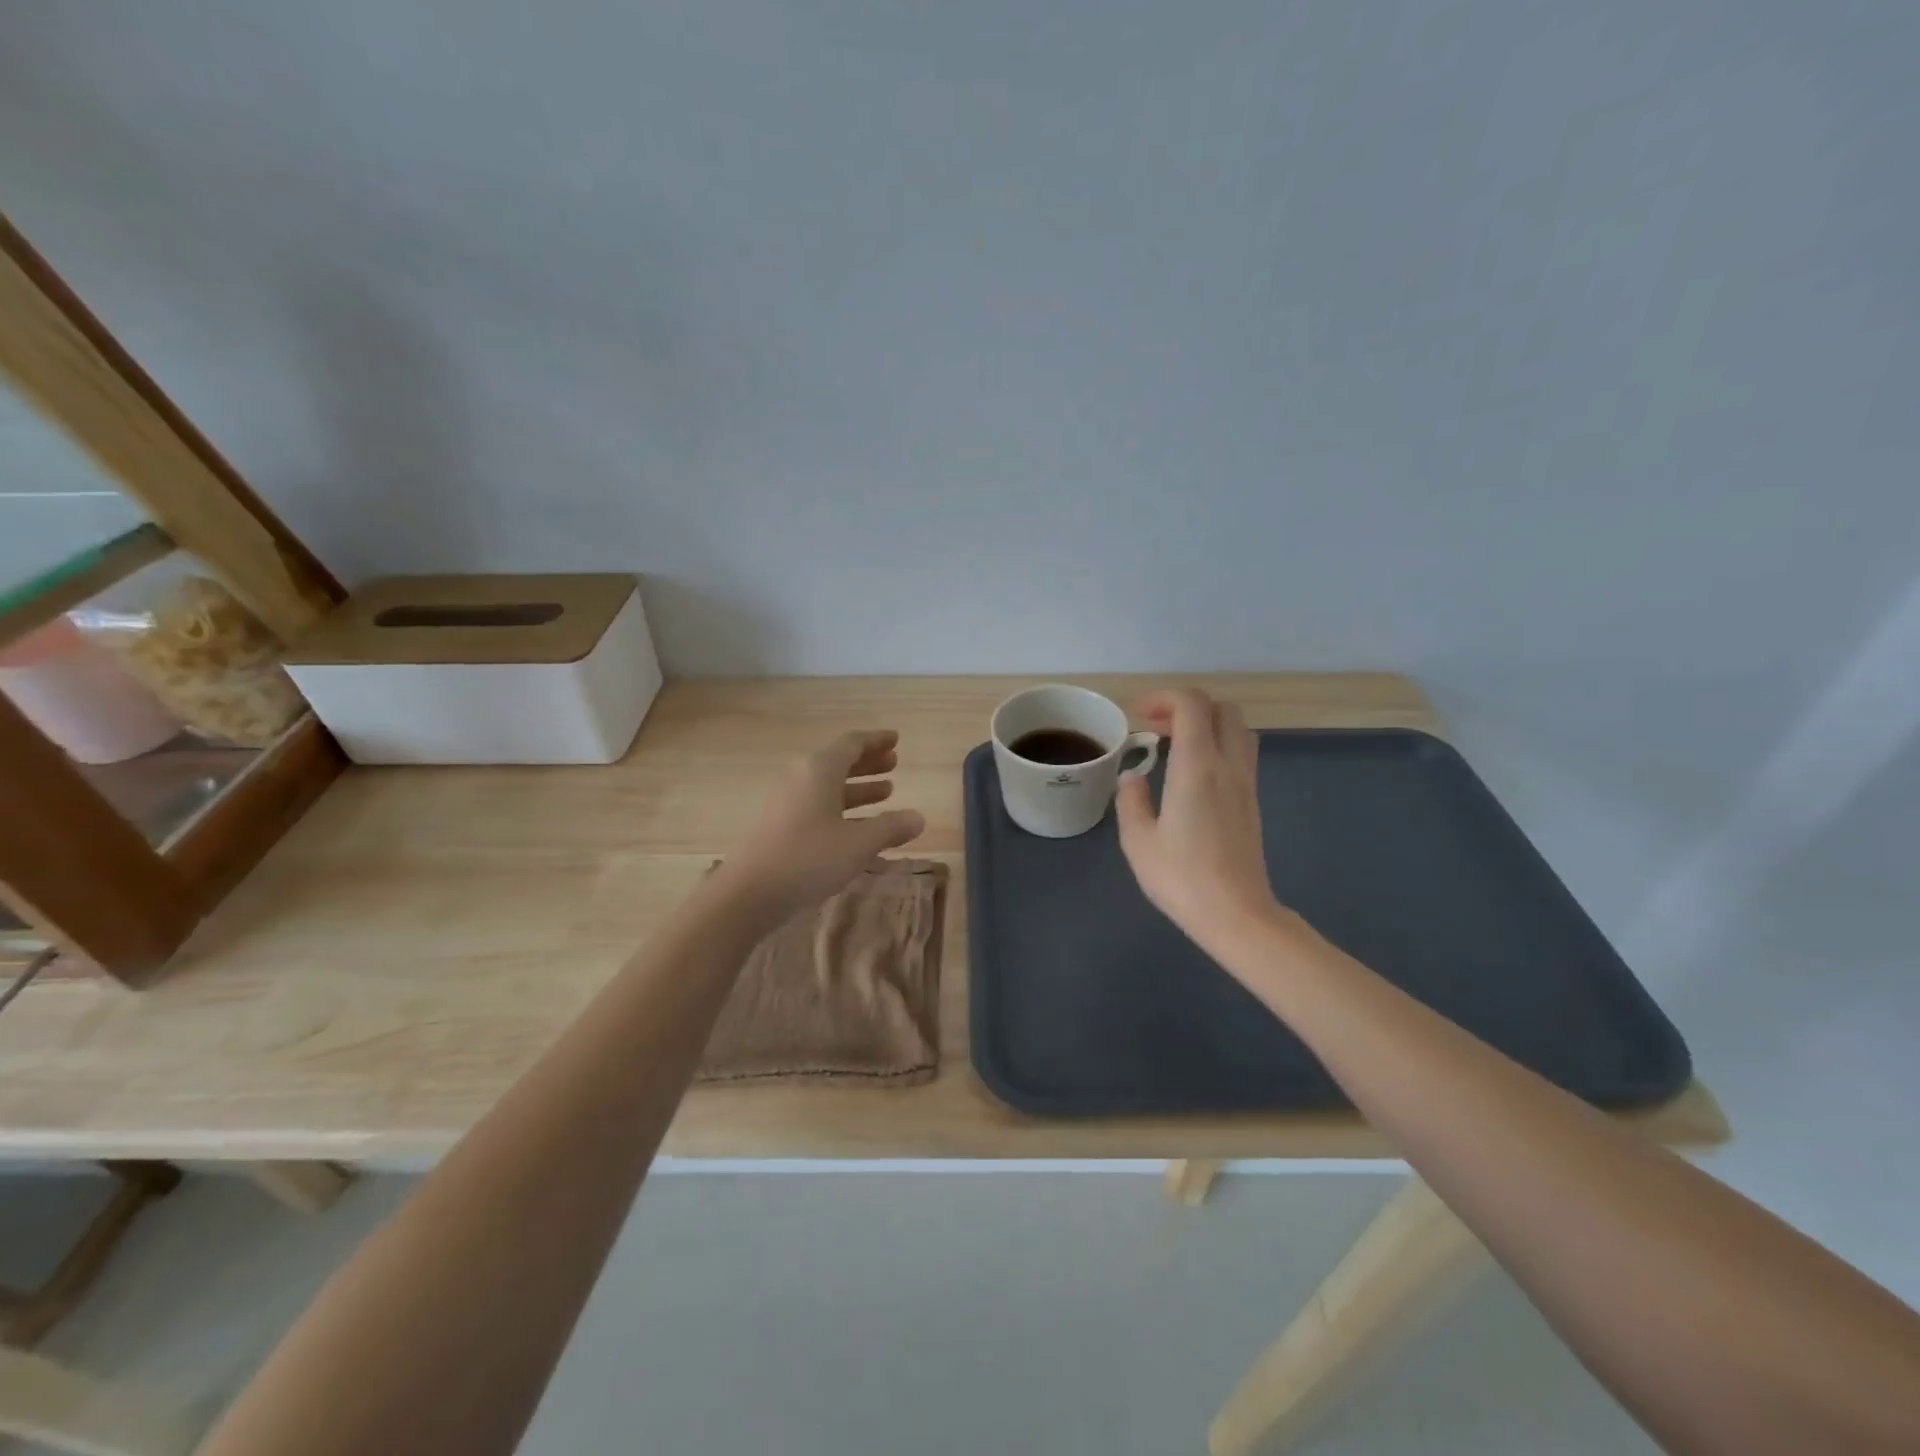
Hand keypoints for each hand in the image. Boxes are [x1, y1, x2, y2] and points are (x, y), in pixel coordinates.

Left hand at [715, 729, 925, 924]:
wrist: (748, 893)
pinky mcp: (780, 825)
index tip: (896, 739)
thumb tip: (918, 817)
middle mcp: (801, 778)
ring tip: (886, 792)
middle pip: (839, 762)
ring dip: (858, 787)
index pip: (852, 743)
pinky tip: (859, 827)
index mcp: (819, 770)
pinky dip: (842, 808)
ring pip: (829, 786)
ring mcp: (787, 802)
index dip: (876, 740)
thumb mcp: (858, 844)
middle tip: (894, 764)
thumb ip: (891, 827)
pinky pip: (818, 805)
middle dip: (868, 762)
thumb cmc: (808, 858)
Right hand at [1116, 690, 1280, 949]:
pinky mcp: (1252, 801)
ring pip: (1237, 729)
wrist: (1236, 914)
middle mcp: (1228, 765)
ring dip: (1206, 724)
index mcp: (1197, 767)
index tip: (1137, 716)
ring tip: (1174, 747)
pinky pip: (1240, 753)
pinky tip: (1190, 773)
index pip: (1192, 705)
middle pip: (1221, 709)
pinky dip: (1216, 745)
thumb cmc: (1182, 878)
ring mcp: (1245, 782)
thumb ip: (1132, 799)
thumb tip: (1134, 776)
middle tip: (1155, 728)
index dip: (1163, 698)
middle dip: (1186, 707)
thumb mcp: (1138, 840)